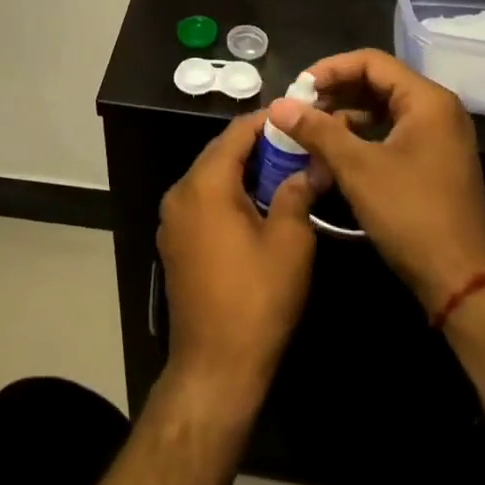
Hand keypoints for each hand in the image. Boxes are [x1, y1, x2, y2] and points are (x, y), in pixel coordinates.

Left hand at [158, 112, 319, 404]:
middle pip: (221, 152)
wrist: (215, 367)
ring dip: (245, 171)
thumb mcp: (289, 242)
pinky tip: (259, 205)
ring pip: (212, 177)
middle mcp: (180, 192)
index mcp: (204, 184)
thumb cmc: (256, 299)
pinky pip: (204, 202)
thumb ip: (297, 193)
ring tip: (286, 173)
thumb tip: (311, 166)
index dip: (268, 121)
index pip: (236, 133)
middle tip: (298, 147)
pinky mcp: (175, 242)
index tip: (299, 117)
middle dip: (259, 147)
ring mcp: (173, 219)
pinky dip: (229, 194)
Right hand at [266, 50, 484, 314]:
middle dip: (336, 91)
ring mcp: (439, 136)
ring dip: (346, 114)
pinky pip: (393, 132)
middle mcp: (438, 109)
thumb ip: (317, 130)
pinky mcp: (435, 161)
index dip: (330, 69)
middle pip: (378, 82)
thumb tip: (278, 105)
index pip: (372, 62)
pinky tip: (334, 151)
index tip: (298, 87)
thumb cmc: (411, 214)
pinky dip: (363, 136)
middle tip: (299, 107)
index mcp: (427, 100)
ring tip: (310, 129)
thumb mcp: (358, 168)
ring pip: (384, 109)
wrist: (461, 281)